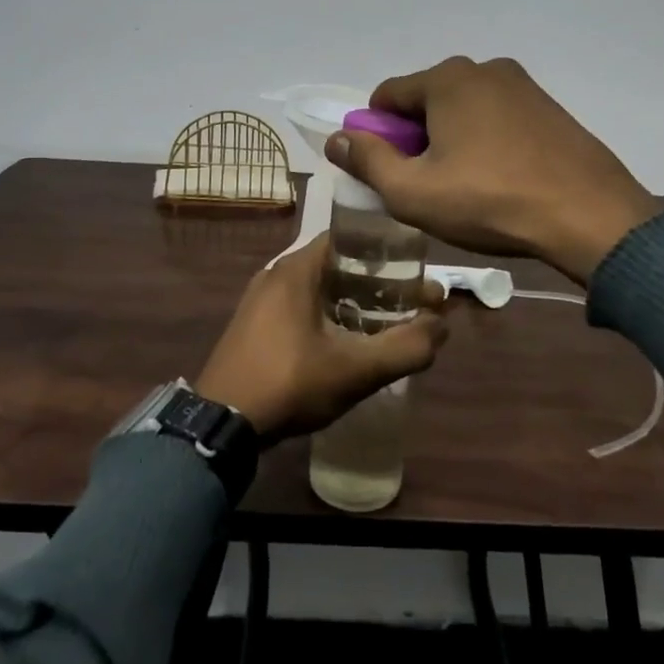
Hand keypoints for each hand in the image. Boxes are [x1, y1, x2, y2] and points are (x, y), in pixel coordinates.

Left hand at [195, 235, 448, 442]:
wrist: (221, 425)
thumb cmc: (289, 383)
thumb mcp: (355, 369)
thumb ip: (405, 347)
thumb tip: (442, 326)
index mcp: (297, 268)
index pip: (350, 237)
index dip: (386, 250)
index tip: (415, 270)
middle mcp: (277, 273)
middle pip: (338, 264)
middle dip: (377, 281)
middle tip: (409, 303)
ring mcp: (261, 300)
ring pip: (320, 288)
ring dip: (354, 301)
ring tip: (386, 324)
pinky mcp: (254, 325)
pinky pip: (301, 307)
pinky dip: (329, 315)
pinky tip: (347, 343)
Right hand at [326, 56, 657, 283]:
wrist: (590, 216)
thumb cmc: (490, 201)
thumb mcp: (413, 191)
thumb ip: (367, 161)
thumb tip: (337, 138)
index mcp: (447, 79)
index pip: (386, 97)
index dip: (376, 136)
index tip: (389, 173)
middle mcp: (484, 69)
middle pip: (426, 101)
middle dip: (416, 138)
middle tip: (428, 185)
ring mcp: (523, 86)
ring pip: (464, 110)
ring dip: (451, 140)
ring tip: (466, 187)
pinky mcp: (550, 108)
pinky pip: (498, 118)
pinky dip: (486, 141)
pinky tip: (500, 179)